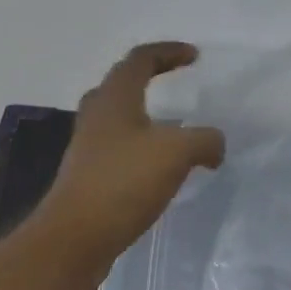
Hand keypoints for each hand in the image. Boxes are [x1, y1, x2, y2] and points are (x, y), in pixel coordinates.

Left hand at [35, 43, 225, 268]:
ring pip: (118, 118)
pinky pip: (118, 148)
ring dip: (145, 115)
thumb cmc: (124, 182)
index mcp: (115, 98)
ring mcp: (88, 146)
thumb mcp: (176, 153)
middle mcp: (96, 115)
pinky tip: (159, 167)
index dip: (168, 52)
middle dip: (150, 77)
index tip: (194, 56)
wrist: (75, 237)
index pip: (140, 59)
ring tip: (174, 128)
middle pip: (122, 83)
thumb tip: (215, 144)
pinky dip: (141, 147)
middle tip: (176, 82)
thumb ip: (204, 140)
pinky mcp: (88, 175)